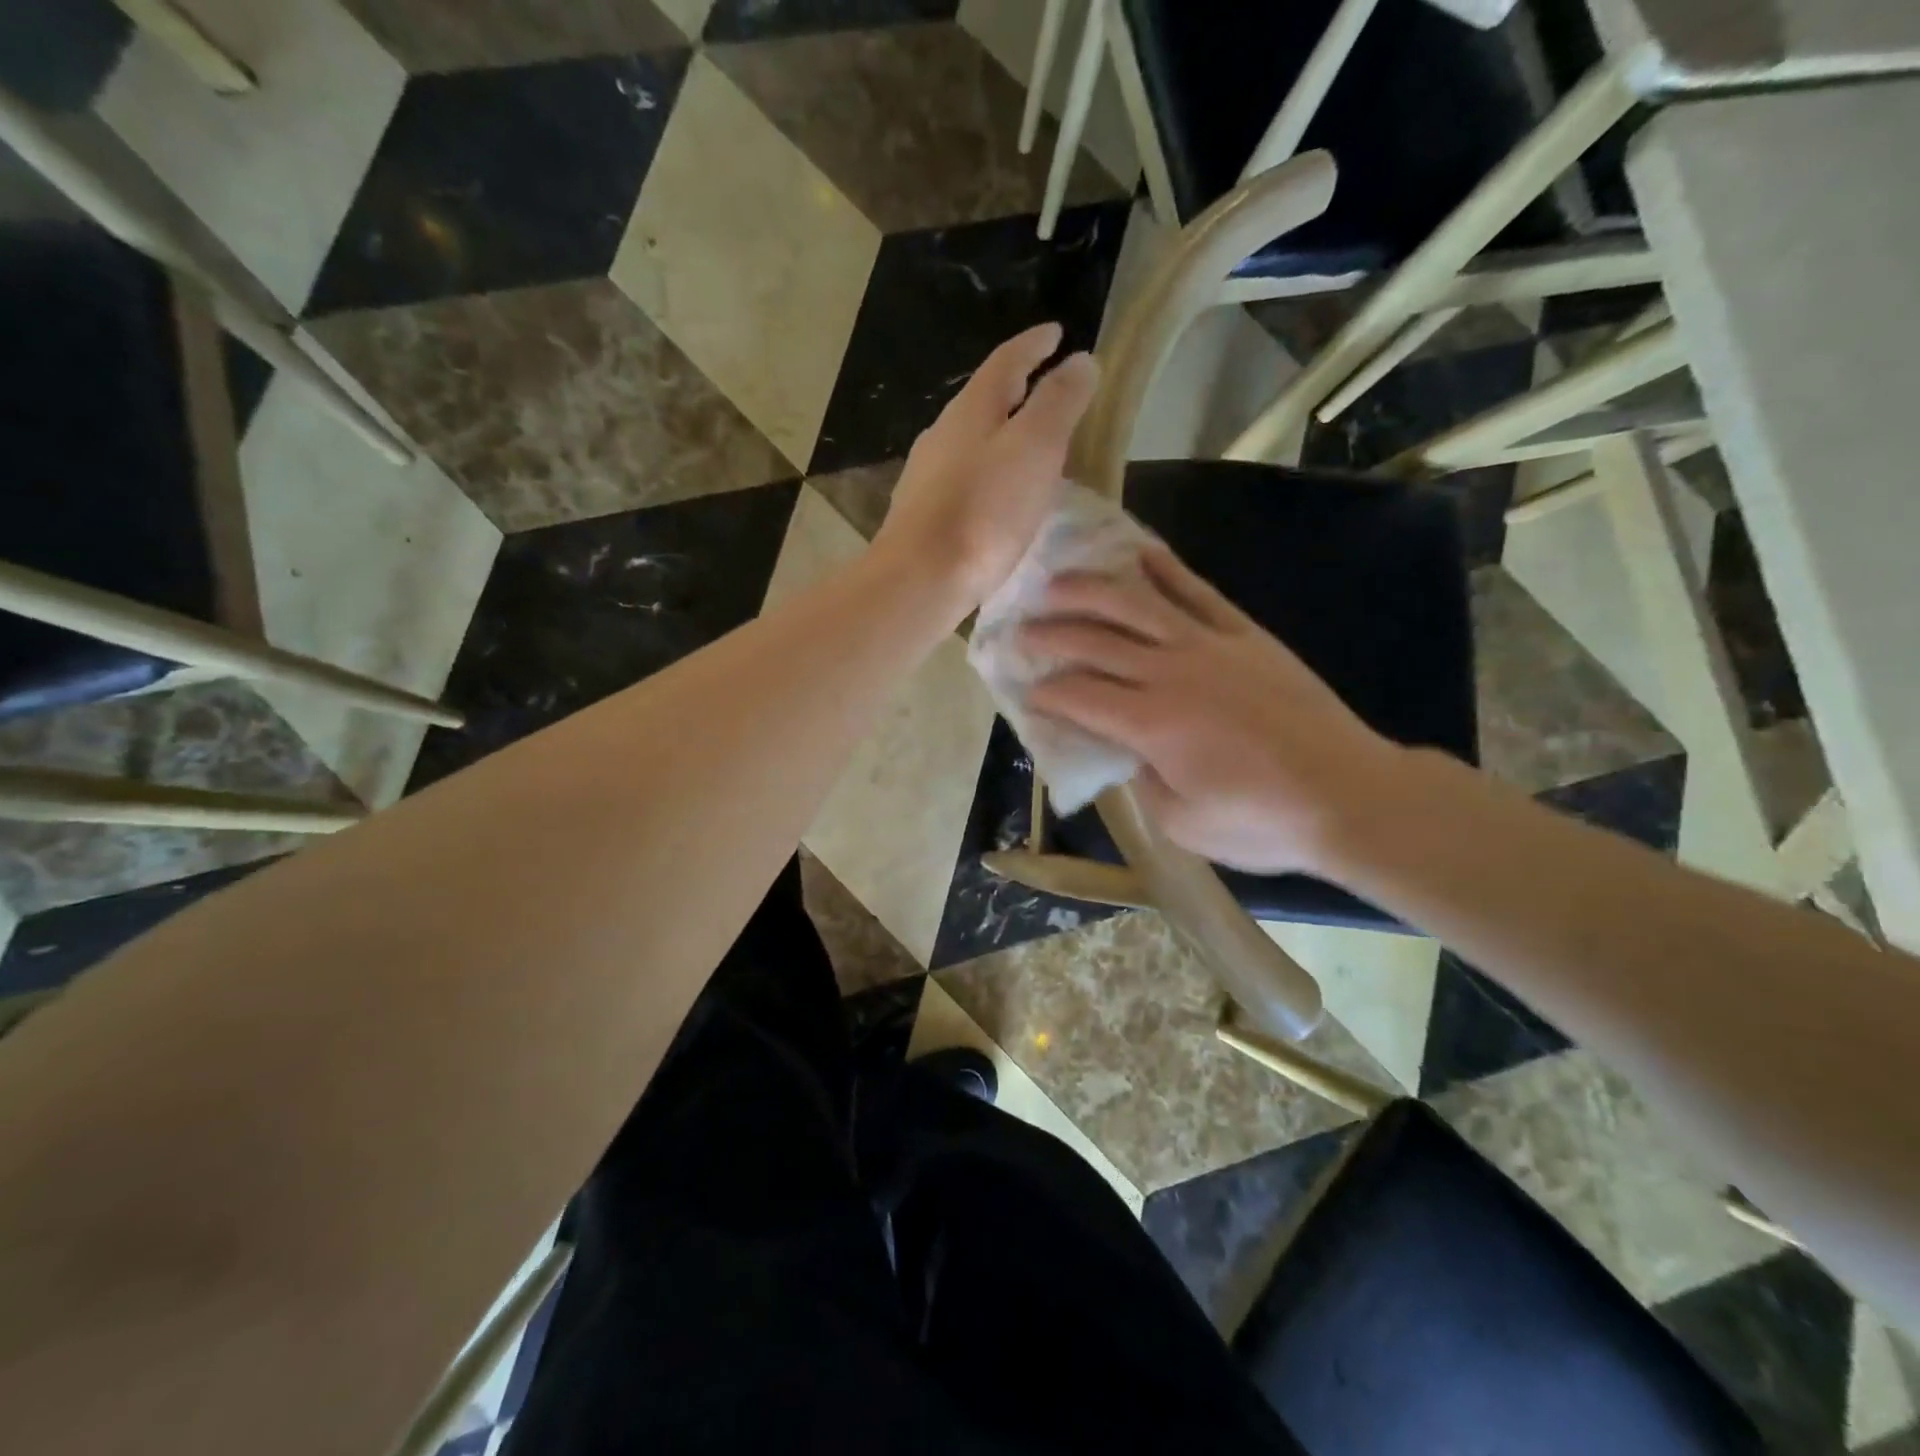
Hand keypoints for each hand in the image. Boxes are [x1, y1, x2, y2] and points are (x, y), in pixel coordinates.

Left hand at [873, 324, 1098, 621]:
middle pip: (983, 400)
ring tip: (1028, 447)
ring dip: (1000, 436)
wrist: (921, 578)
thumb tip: (1080, 360)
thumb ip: (1059, 403)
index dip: (1034, 344)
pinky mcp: (922, 514)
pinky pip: (963, 480)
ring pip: (970, 442)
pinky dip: (987, 475)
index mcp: (971, 409)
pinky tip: (996, 497)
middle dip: (1016, 390)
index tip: (1056, 333)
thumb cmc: (984, 512)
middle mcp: (942, 434)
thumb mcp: (1035, 448)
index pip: (1006, 360)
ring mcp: (926, 476)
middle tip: (1046, 392)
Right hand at [1023, 544, 1406, 875]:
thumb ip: (1141, 781)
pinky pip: (1198, 591)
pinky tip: (1139, 553)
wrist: (1350, 796)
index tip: (1024, 688)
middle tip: (1021, 629)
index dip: (1045, 690)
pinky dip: (1165, 569)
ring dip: (1090, 589)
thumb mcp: (1182, 822)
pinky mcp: (1245, 634)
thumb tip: (1125, 750)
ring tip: (1057, 580)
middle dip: (1051, 634)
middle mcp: (1170, 672)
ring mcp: (1210, 645)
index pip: (1079, 695)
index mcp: (1150, 723)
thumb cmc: (1262, 822)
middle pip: (1096, 641)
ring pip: (1137, 602)